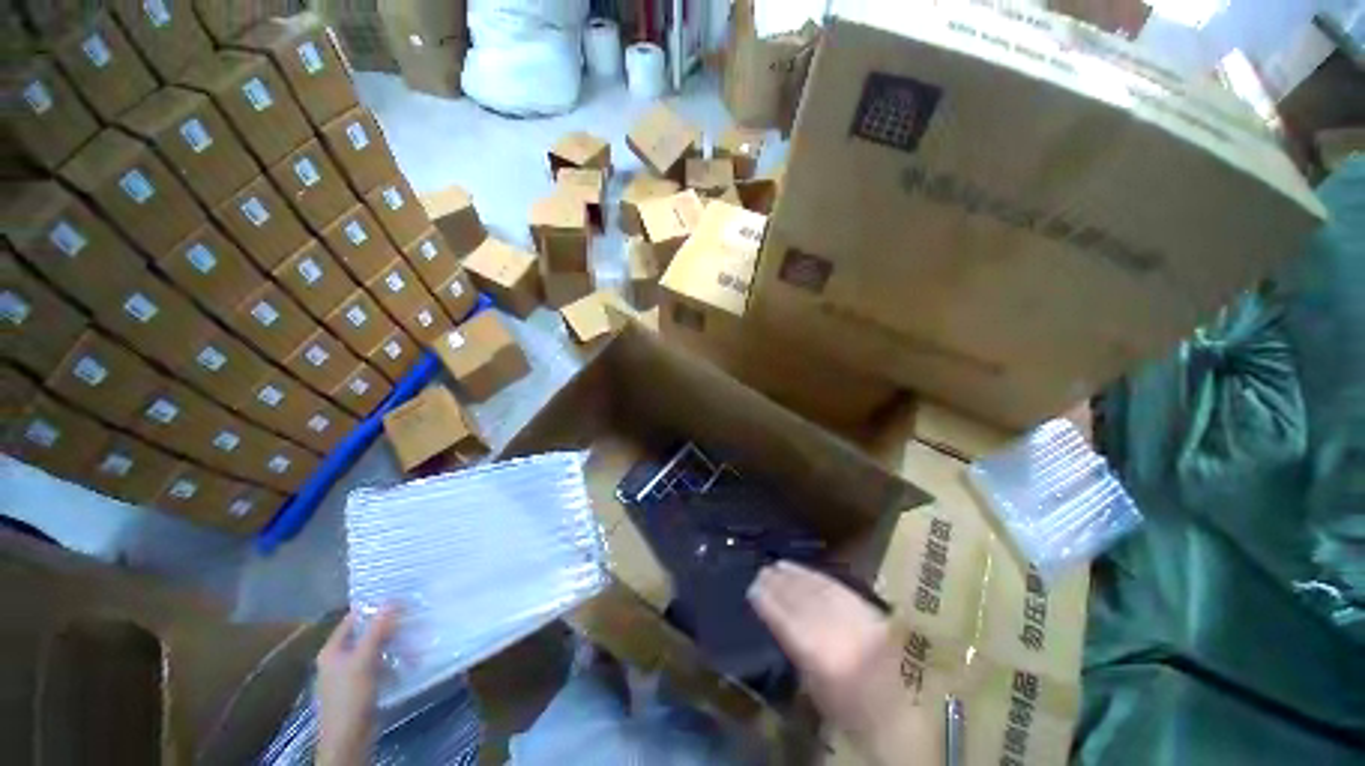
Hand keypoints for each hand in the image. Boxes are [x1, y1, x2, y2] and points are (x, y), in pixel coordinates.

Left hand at [316, 606, 399, 765]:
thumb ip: (377, 631)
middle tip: (413, 615)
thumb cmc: (350, 696)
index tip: (399, 597)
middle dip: (389, 627)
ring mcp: (350, 675)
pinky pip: (380, 666)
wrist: (349, 739)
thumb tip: (392, 600)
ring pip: (375, 651)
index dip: (373, 608)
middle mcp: (339, 659)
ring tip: (416, 637)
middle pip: (365, 635)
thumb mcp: (364, 661)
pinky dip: (393, 661)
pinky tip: (410, 660)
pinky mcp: (362, 688)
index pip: (353, 620)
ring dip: (394, 644)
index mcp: (332, 650)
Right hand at [748, 561, 936, 764]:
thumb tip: (778, 621)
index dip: (768, 601)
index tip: (752, 588)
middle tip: (761, 571)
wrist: (905, 712)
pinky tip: (803, 570)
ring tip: (776, 566)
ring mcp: (854, 617)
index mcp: (821, 657)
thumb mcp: (816, 690)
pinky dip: (815, 576)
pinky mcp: (867, 608)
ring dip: (793, 575)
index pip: (786, 620)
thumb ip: (797, 652)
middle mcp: (836, 631)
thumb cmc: (853, 712)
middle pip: (801, 600)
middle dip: (778, 584)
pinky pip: (835, 586)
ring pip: (816, 589)